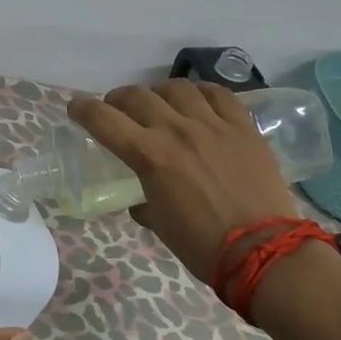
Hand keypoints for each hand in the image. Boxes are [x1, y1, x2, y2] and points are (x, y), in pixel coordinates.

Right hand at [68, 81, 301, 286]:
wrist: (264, 251)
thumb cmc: (203, 245)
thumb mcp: (161, 225)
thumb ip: (146, 204)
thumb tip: (141, 202)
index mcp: (150, 155)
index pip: (104, 120)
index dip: (83, 109)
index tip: (76, 107)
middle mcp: (177, 130)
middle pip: (137, 96)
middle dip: (119, 99)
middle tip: (118, 109)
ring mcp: (213, 124)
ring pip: (177, 88)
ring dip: (159, 92)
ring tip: (160, 103)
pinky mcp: (243, 127)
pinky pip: (219, 95)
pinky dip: (201, 93)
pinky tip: (198, 101)